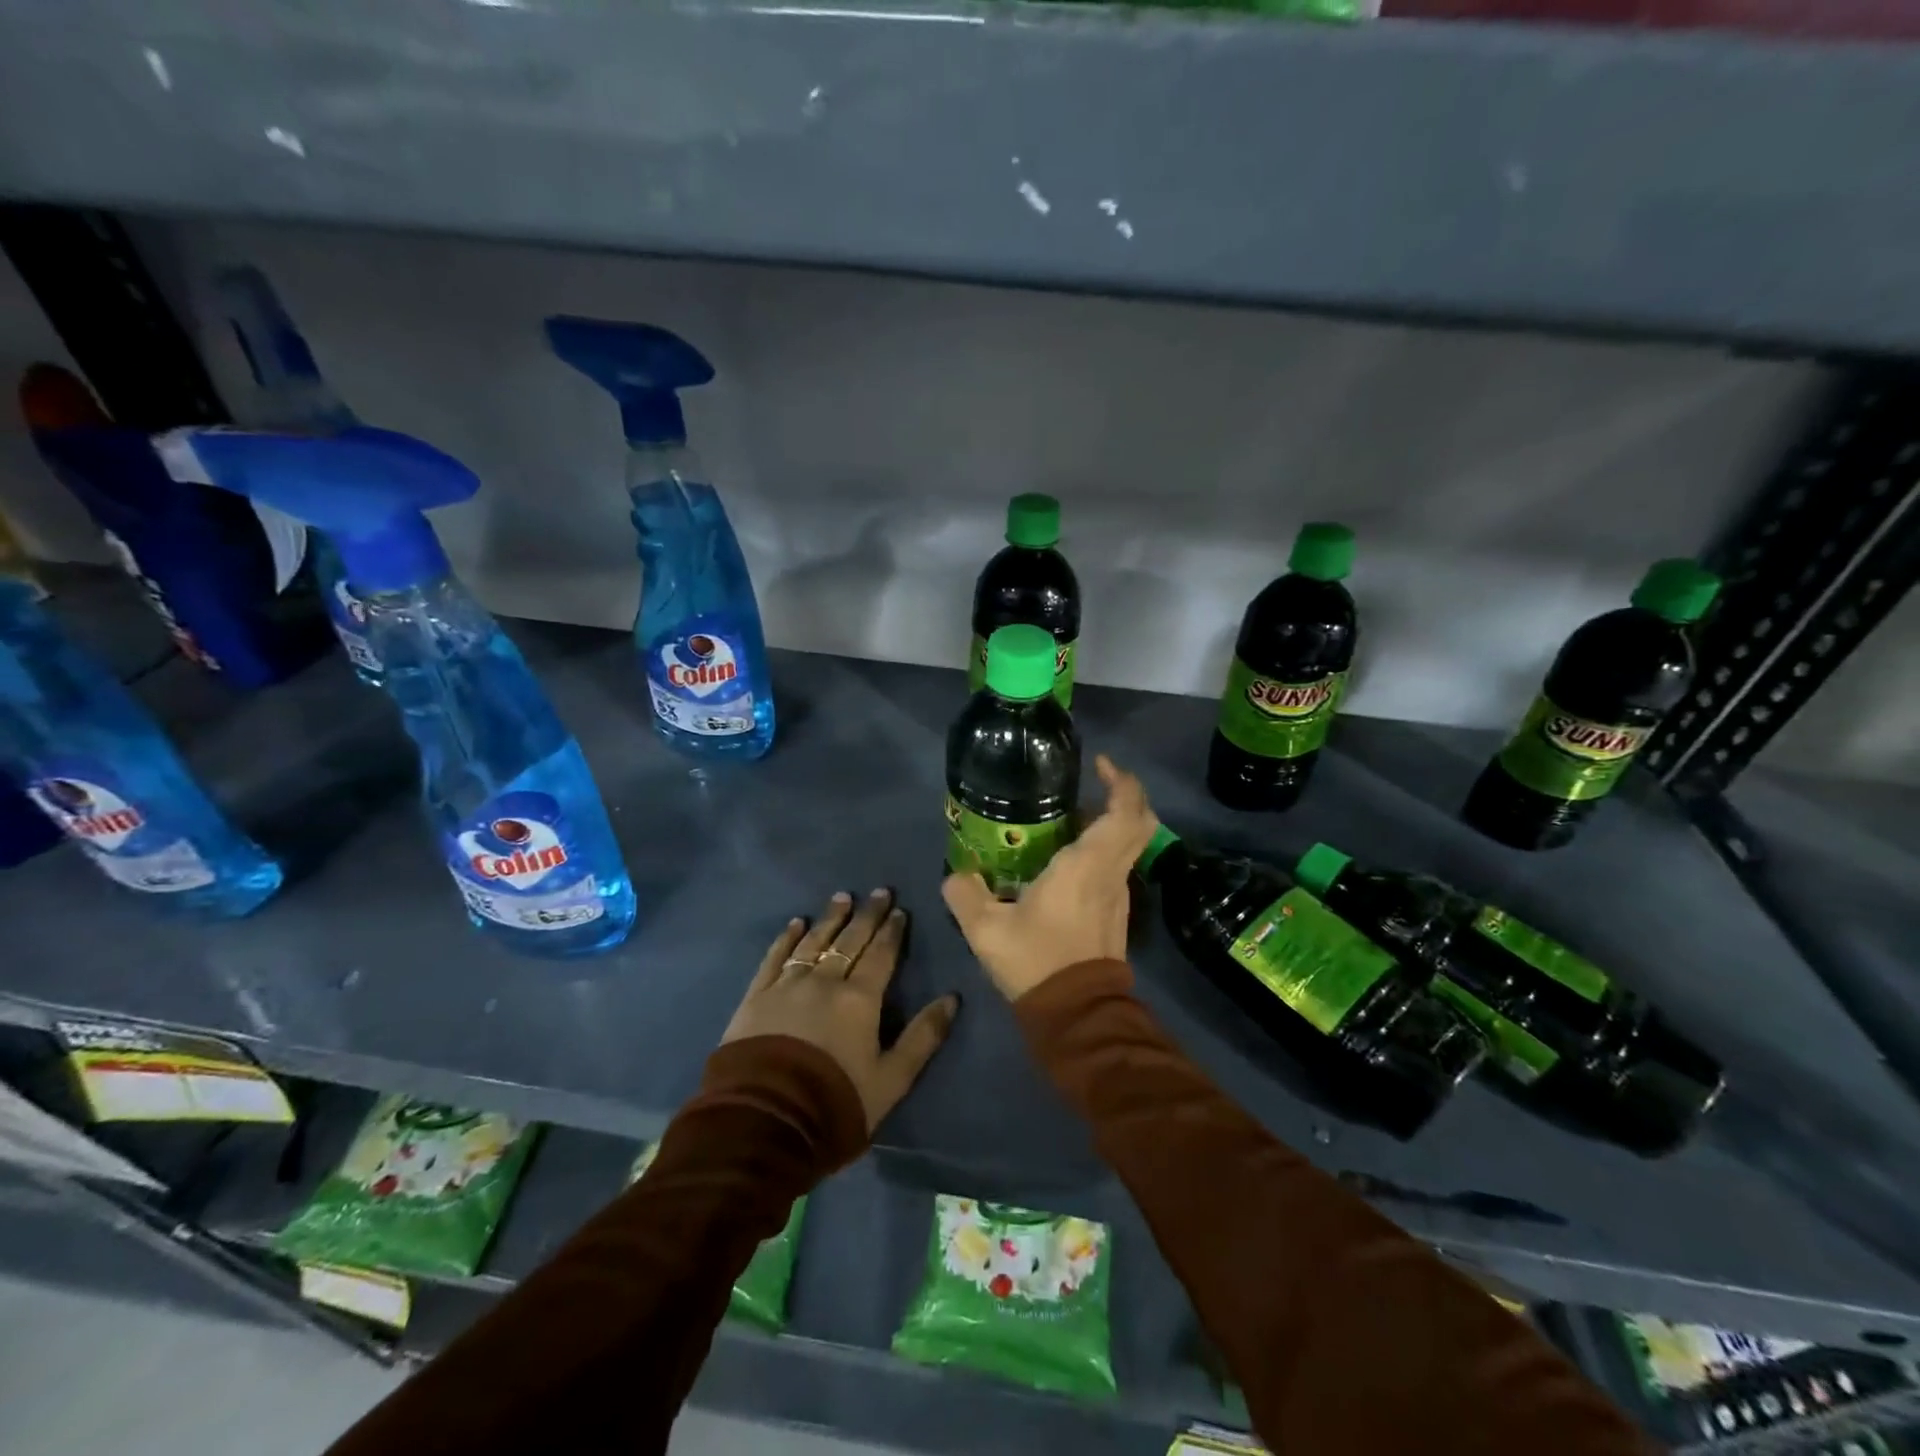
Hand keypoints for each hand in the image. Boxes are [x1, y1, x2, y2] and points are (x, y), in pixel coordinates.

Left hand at [723, 888, 959, 1130]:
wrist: (764, 1122)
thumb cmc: (836, 1102)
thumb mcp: (892, 1079)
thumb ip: (923, 1037)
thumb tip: (952, 999)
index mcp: (860, 999)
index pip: (881, 955)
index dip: (892, 931)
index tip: (899, 910)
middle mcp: (825, 980)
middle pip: (850, 940)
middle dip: (867, 914)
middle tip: (879, 891)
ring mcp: (787, 985)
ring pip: (813, 941)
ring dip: (830, 918)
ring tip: (841, 897)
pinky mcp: (756, 997)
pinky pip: (774, 958)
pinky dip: (786, 939)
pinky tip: (795, 923)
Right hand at [943, 755, 1158, 1001]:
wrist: (1078, 1016)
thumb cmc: (1038, 962)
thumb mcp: (987, 930)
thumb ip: (965, 895)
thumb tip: (956, 876)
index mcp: (1087, 866)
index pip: (1125, 812)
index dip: (1121, 781)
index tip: (1100, 764)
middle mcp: (1112, 872)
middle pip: (1140, 821)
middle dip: (1124, 793)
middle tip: (1092, 781)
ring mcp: (1119, 893)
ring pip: (1129, 844)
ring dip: (1110, 822)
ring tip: (1070, 816)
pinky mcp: (1116, 911)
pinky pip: (1116, 864)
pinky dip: (1102, 848)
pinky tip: (1066, 857)